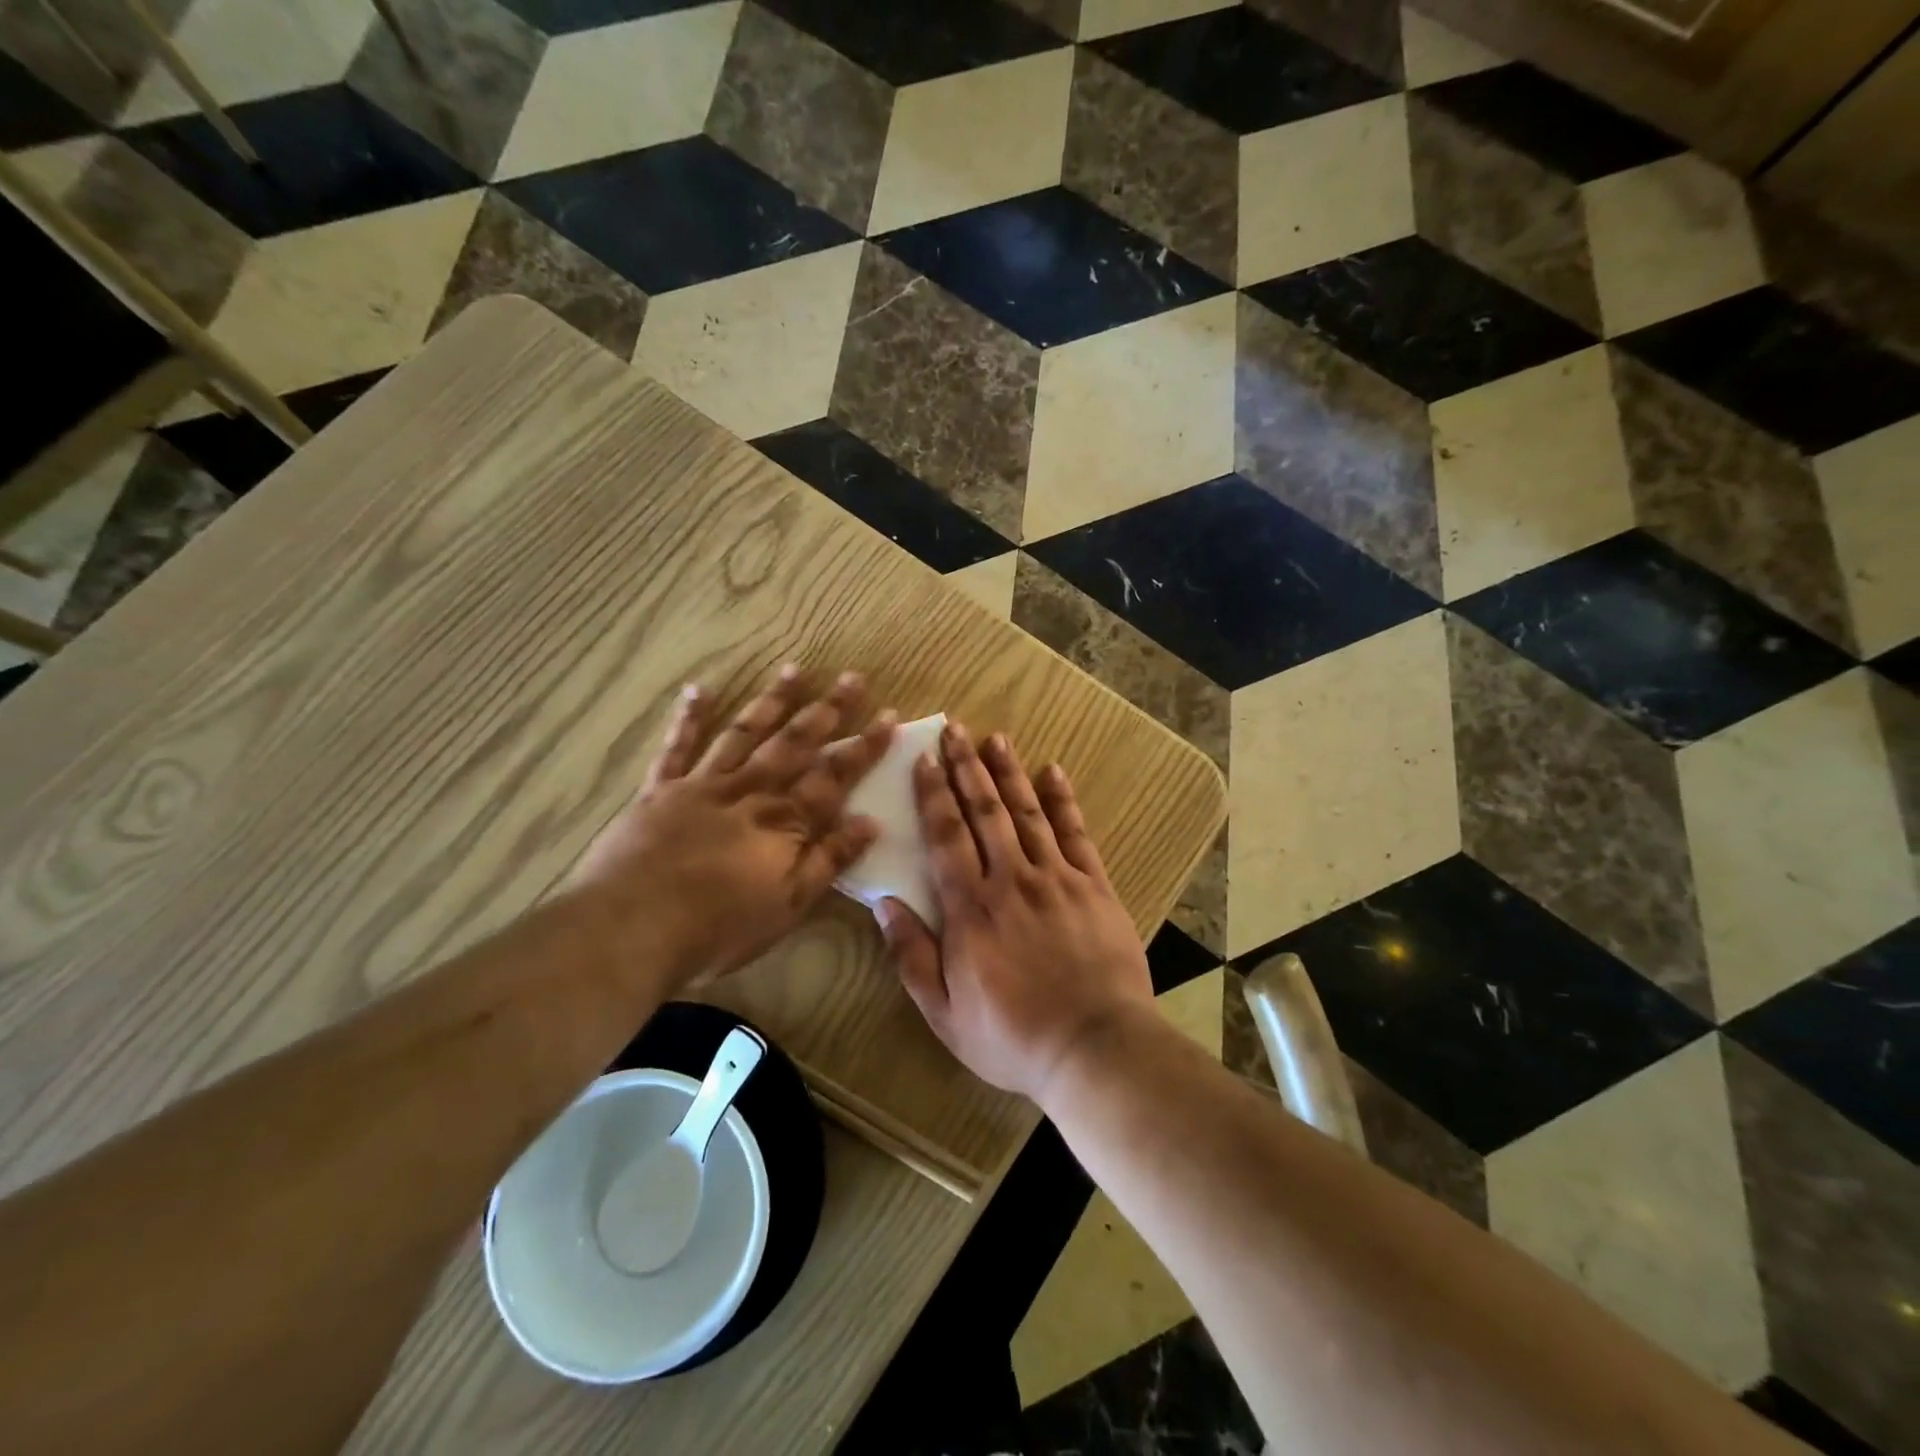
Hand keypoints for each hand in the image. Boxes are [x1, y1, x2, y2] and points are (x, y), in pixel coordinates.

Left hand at [568, 666, 893, 989]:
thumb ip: (829, 860)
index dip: (864, 747)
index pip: (835, 776)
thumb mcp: (789, 904)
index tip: (889, 716)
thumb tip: (870, 822)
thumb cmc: (719, 926)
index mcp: (784, 821)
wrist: (631, 929)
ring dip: (772, 701)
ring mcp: (703, 785)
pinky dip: (689, 718)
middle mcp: (750, 791)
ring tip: (794, 669)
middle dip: (827, 710)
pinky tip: (699, 690)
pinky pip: (677, 748)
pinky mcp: (661, 791)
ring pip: (745, 734)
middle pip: (795, 743)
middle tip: (851, 677)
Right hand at [877, 721, 1153, 1103]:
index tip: (924, 759)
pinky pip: (1075, 833)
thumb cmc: (1012, 1037)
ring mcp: (1056, 879)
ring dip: (1008, 773)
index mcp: (970, 909)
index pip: (946, 837)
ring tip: (995, 739)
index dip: (933, 794)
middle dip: (966, 768)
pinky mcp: (1093, 886)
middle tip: (955, 730)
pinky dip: (1062, 800)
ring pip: (1027, 813)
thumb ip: (911, 956)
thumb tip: (883, 903)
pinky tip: (1052, 771)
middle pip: (984, 812)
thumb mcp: (944, 1013)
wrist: (1094, 1048)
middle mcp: (1011, 880)